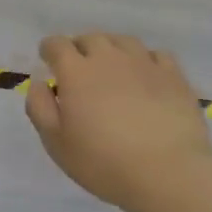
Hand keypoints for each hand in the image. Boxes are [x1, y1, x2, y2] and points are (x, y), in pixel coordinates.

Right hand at [25, 34, 211, 211]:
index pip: (57, 44)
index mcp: (76, 71)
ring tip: (113, 68)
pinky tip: (147, 76)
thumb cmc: (105, 163)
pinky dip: (146, 61)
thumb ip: (39, 107)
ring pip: (122, 42)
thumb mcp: (57, 144)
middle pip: (90, 38)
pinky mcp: (173, 75)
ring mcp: (143, 62)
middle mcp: (108, 57)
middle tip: (80, 68)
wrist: (169, 174)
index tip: (48, 59)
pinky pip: (156, 55)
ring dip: (112, 50)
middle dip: (80, 48)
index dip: (49, 49)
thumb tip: (39, 83)